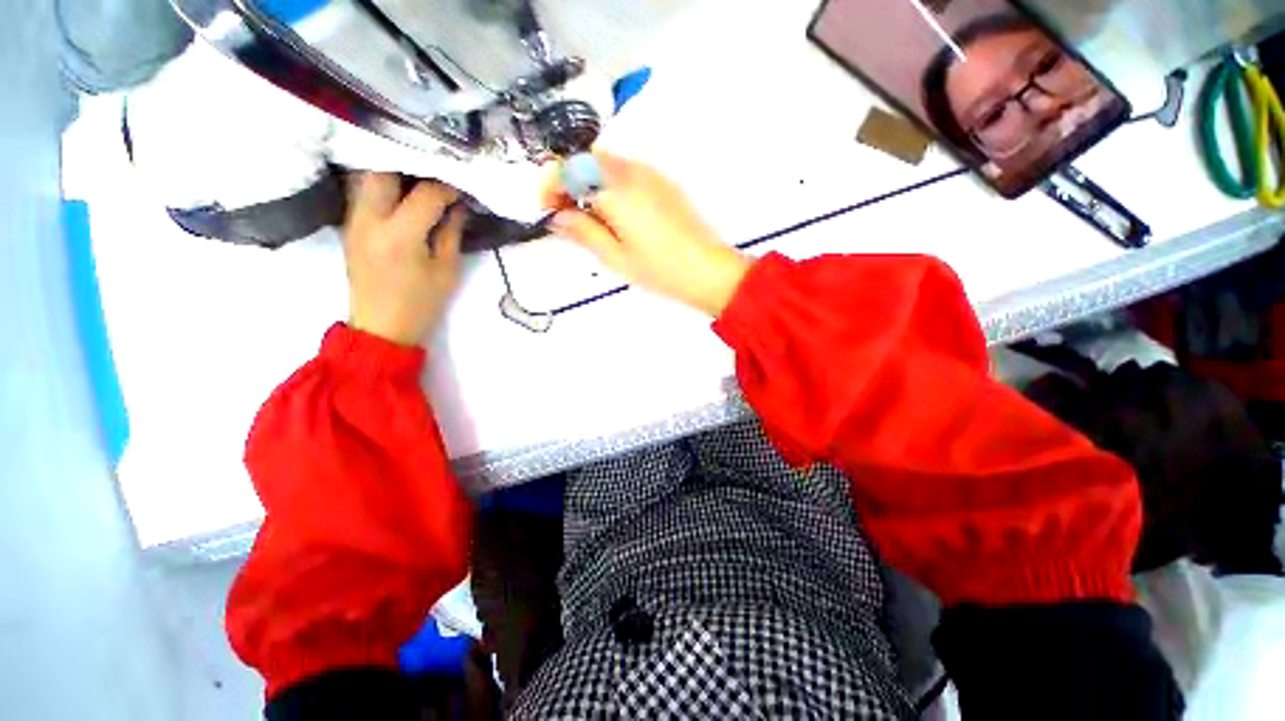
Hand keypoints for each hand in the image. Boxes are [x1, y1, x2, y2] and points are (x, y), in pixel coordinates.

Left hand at [343, 173, 464, 345]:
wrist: (382, 327)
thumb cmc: (421, 304)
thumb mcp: (447, 271)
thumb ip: (452, 232)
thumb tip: (458, 205)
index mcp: (400, 236)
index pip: (425, 194)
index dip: (448, 187)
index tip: (462, 189)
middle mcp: (369, 220)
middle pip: (383, 171)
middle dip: (412, 167)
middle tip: (436, 175)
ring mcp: (353, 220)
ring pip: (368, 176)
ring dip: (395, 173)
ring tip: (420, 180)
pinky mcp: (349, 225)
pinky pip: (363, 192)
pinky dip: (384, 185)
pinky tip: (402, 194)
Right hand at [544, 153, 750, 316]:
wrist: (708, 271)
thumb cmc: (659, 269)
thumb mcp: (614, 257)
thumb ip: (582, 231)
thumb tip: (557, 216)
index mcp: (615, 189)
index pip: (569, 168)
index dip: (551, 186)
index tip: (547, 211)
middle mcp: (632, 171)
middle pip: (587, 161)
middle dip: (569, 183)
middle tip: (566, 216)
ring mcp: (651, 175)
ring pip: (607, 165)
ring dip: (590, 184)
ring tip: (590, 220)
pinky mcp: (664, 184)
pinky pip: (627, 174)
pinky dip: (611, 187)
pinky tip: (616, 216)